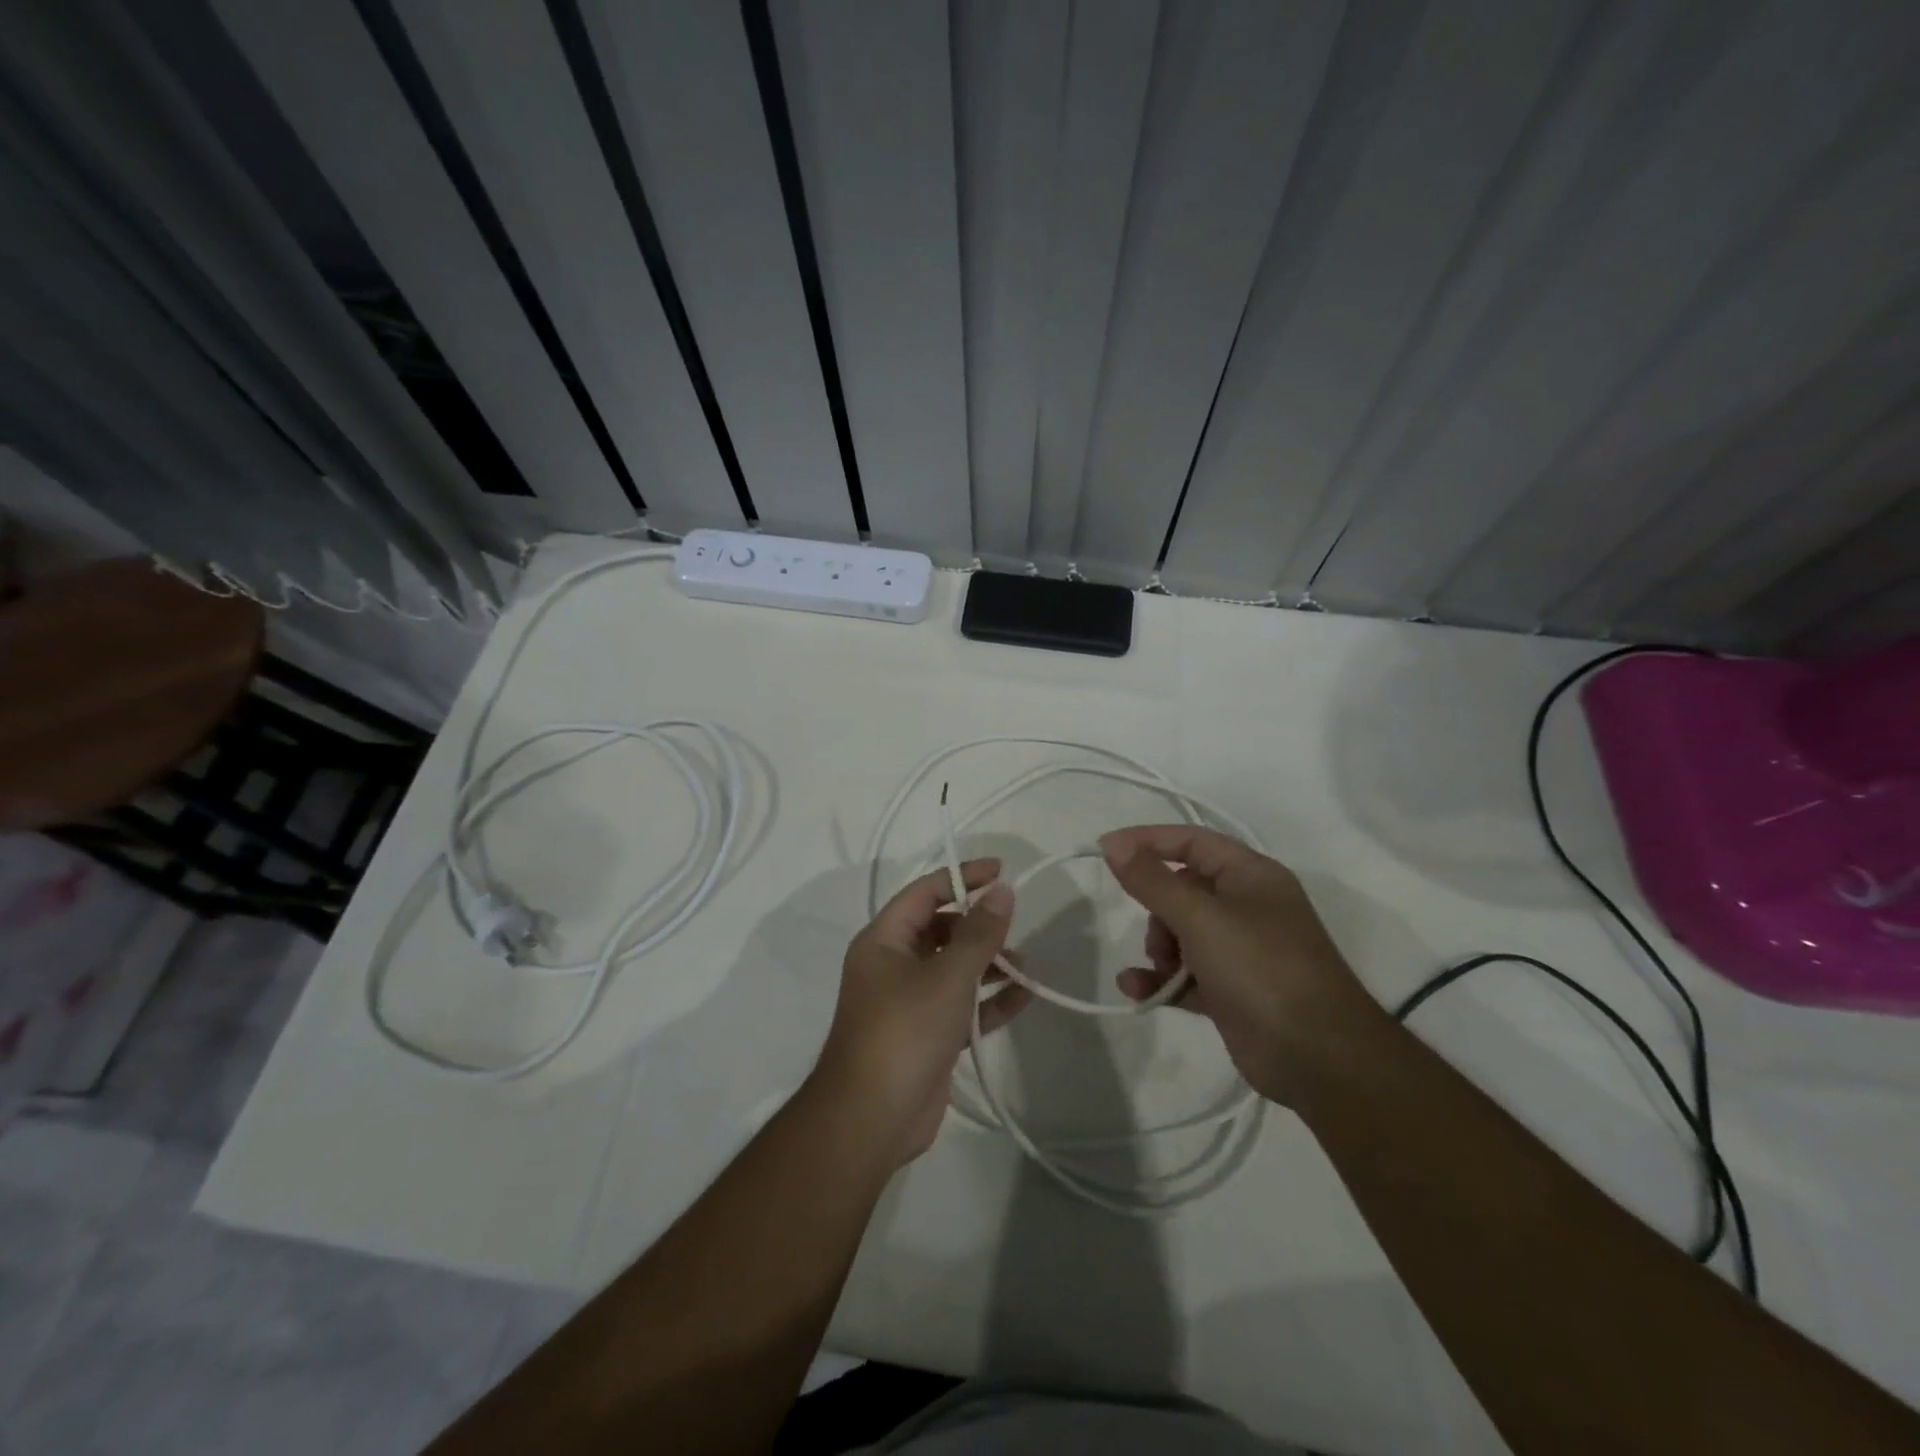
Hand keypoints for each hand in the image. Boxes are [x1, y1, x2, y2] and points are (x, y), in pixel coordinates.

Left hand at [813, 859, 1030, 1165]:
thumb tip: (1003, 891)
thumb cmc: (905, 1031)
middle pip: (940, 929)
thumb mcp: (947, 976)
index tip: (1002, 870)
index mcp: (884, 940)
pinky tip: (1025, 997)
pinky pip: (960, 1005)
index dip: (963, 877)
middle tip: (1014, 927)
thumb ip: (979, 933)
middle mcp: (892, 964)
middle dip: (979, 926)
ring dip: (988, 964)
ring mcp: (908, 1001)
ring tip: (1025, 966)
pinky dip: (988, 1001)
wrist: (872, 1119)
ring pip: (953, 969)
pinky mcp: (926, 1035)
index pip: (926, 892)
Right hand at [1100, 826, 1383, 1105]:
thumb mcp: (1200, 917)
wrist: (1318, 1057)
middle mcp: (1248, 906)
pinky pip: (1185, 974)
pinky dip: (1162, 979)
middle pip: (1183, 889)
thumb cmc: (1260, 968)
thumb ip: (1151, 880)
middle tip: (1155, 933)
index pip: (1191, 841)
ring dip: (1159, 948)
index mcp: (1250, 875)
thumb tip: (1113, 843)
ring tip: (1162, 969)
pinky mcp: (1231, 990)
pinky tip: (1137, 990)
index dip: (1147, 840)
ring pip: (1181, 933)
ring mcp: (1241, 950)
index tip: (1106, 850)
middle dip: (1157, 909)